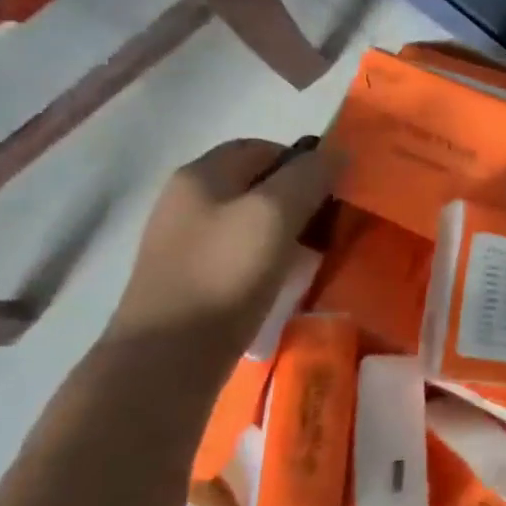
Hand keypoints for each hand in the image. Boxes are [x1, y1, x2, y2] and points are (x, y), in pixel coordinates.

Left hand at [109, 137, 340, 355]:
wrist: (168, 358)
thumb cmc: (225, 275)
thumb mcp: (275, 215)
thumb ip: (309, 176)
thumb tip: (338, 153)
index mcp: (201, 174)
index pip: (263, 147)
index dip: (303, 162)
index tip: (334, 192)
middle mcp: (186, 200)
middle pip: (255, 184)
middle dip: (297, 198)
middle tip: (329, 224)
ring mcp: (183, 241)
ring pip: (249, 221)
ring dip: (284, 232)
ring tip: (312, 255)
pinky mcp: (189, 278)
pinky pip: (238, 253)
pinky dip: (266, 259)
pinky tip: (282, 281)